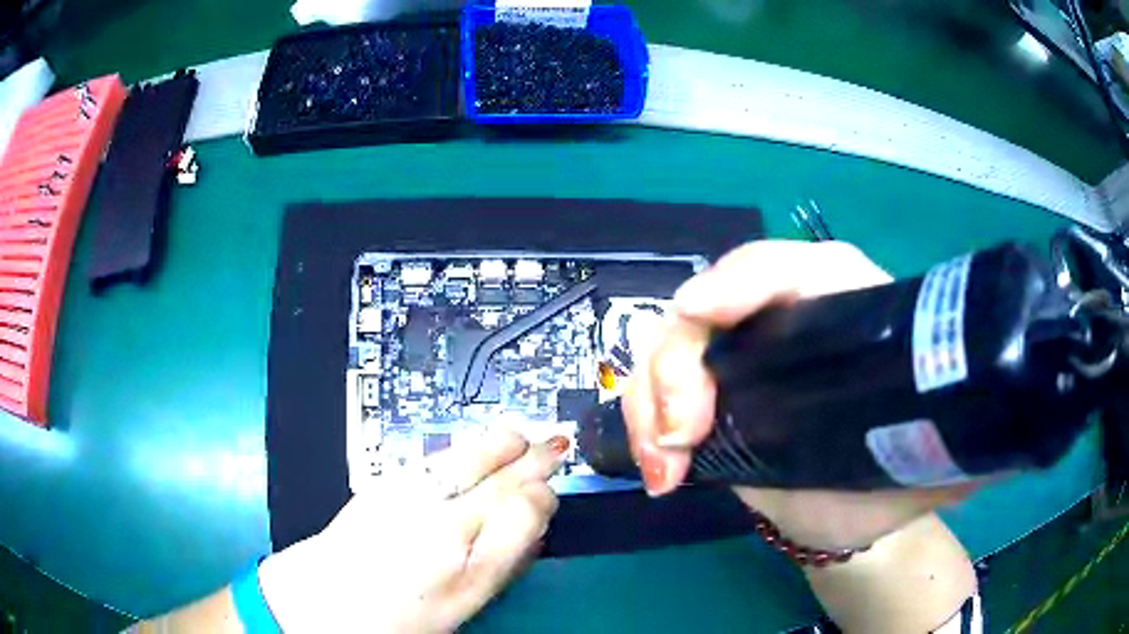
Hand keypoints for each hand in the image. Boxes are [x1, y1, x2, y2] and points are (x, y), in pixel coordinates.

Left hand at [257, 428, 567, 632]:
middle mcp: (441, 525)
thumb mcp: (464, 603)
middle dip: (532, 461)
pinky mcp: (383, 484)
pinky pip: (434, 459)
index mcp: (467, 566)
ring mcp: (409, 498)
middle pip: (499, 480)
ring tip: (521, 435)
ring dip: (500, 444)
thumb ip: (502, 563)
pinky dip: (462, 448)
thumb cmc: (400, 614)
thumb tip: (529, 529)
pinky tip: (473, 445)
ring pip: (467, 459)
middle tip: (556, 445)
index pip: (522, 513)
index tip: (550, 491)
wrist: (326, 599)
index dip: (542, 497)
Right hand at [623, 241, 975, 549]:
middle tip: (682, 435)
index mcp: (844, 306)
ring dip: (649, 403)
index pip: (787, 266)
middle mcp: (784, 320)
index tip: (705, 313)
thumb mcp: (939, 453)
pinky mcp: (711, 403)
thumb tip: (991, 446)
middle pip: (707, 307)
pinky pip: (657, 396)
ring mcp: (740, 362)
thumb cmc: (904, 469)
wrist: (861, 509)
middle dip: (679, 363)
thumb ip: (967, 444)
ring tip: (663, 468)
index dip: (743, 278)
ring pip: (669, 352)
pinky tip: (659, 473)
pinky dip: (645, 428)